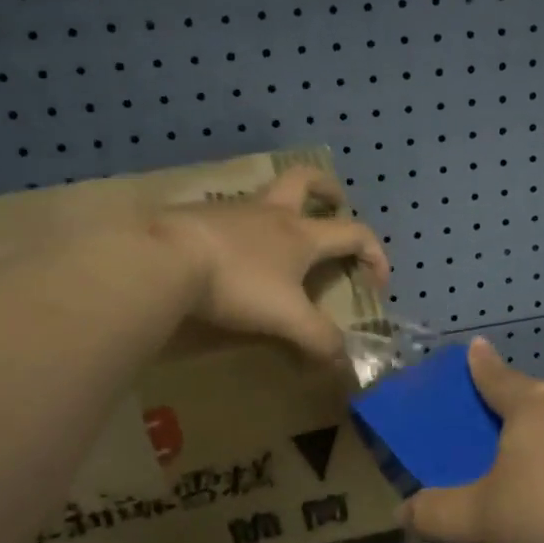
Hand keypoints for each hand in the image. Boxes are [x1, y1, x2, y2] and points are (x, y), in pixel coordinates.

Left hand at [151, 167, 390, 361]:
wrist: (166, 259)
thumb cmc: (238, 283)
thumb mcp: (286, 318)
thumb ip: (318, 339)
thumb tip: (343, 361)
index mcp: (301, 234)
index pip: (354, 233)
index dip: (375, 254)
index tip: (377, 282)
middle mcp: (271, 214)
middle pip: (305, 181)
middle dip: (326, 188)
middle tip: (334, 201)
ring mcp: (232, 211)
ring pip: (265, 197)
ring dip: (280, 210)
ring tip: (278, 238)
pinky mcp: (198, 218)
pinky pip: (229, 216)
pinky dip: (241, 228)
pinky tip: (231, 253)